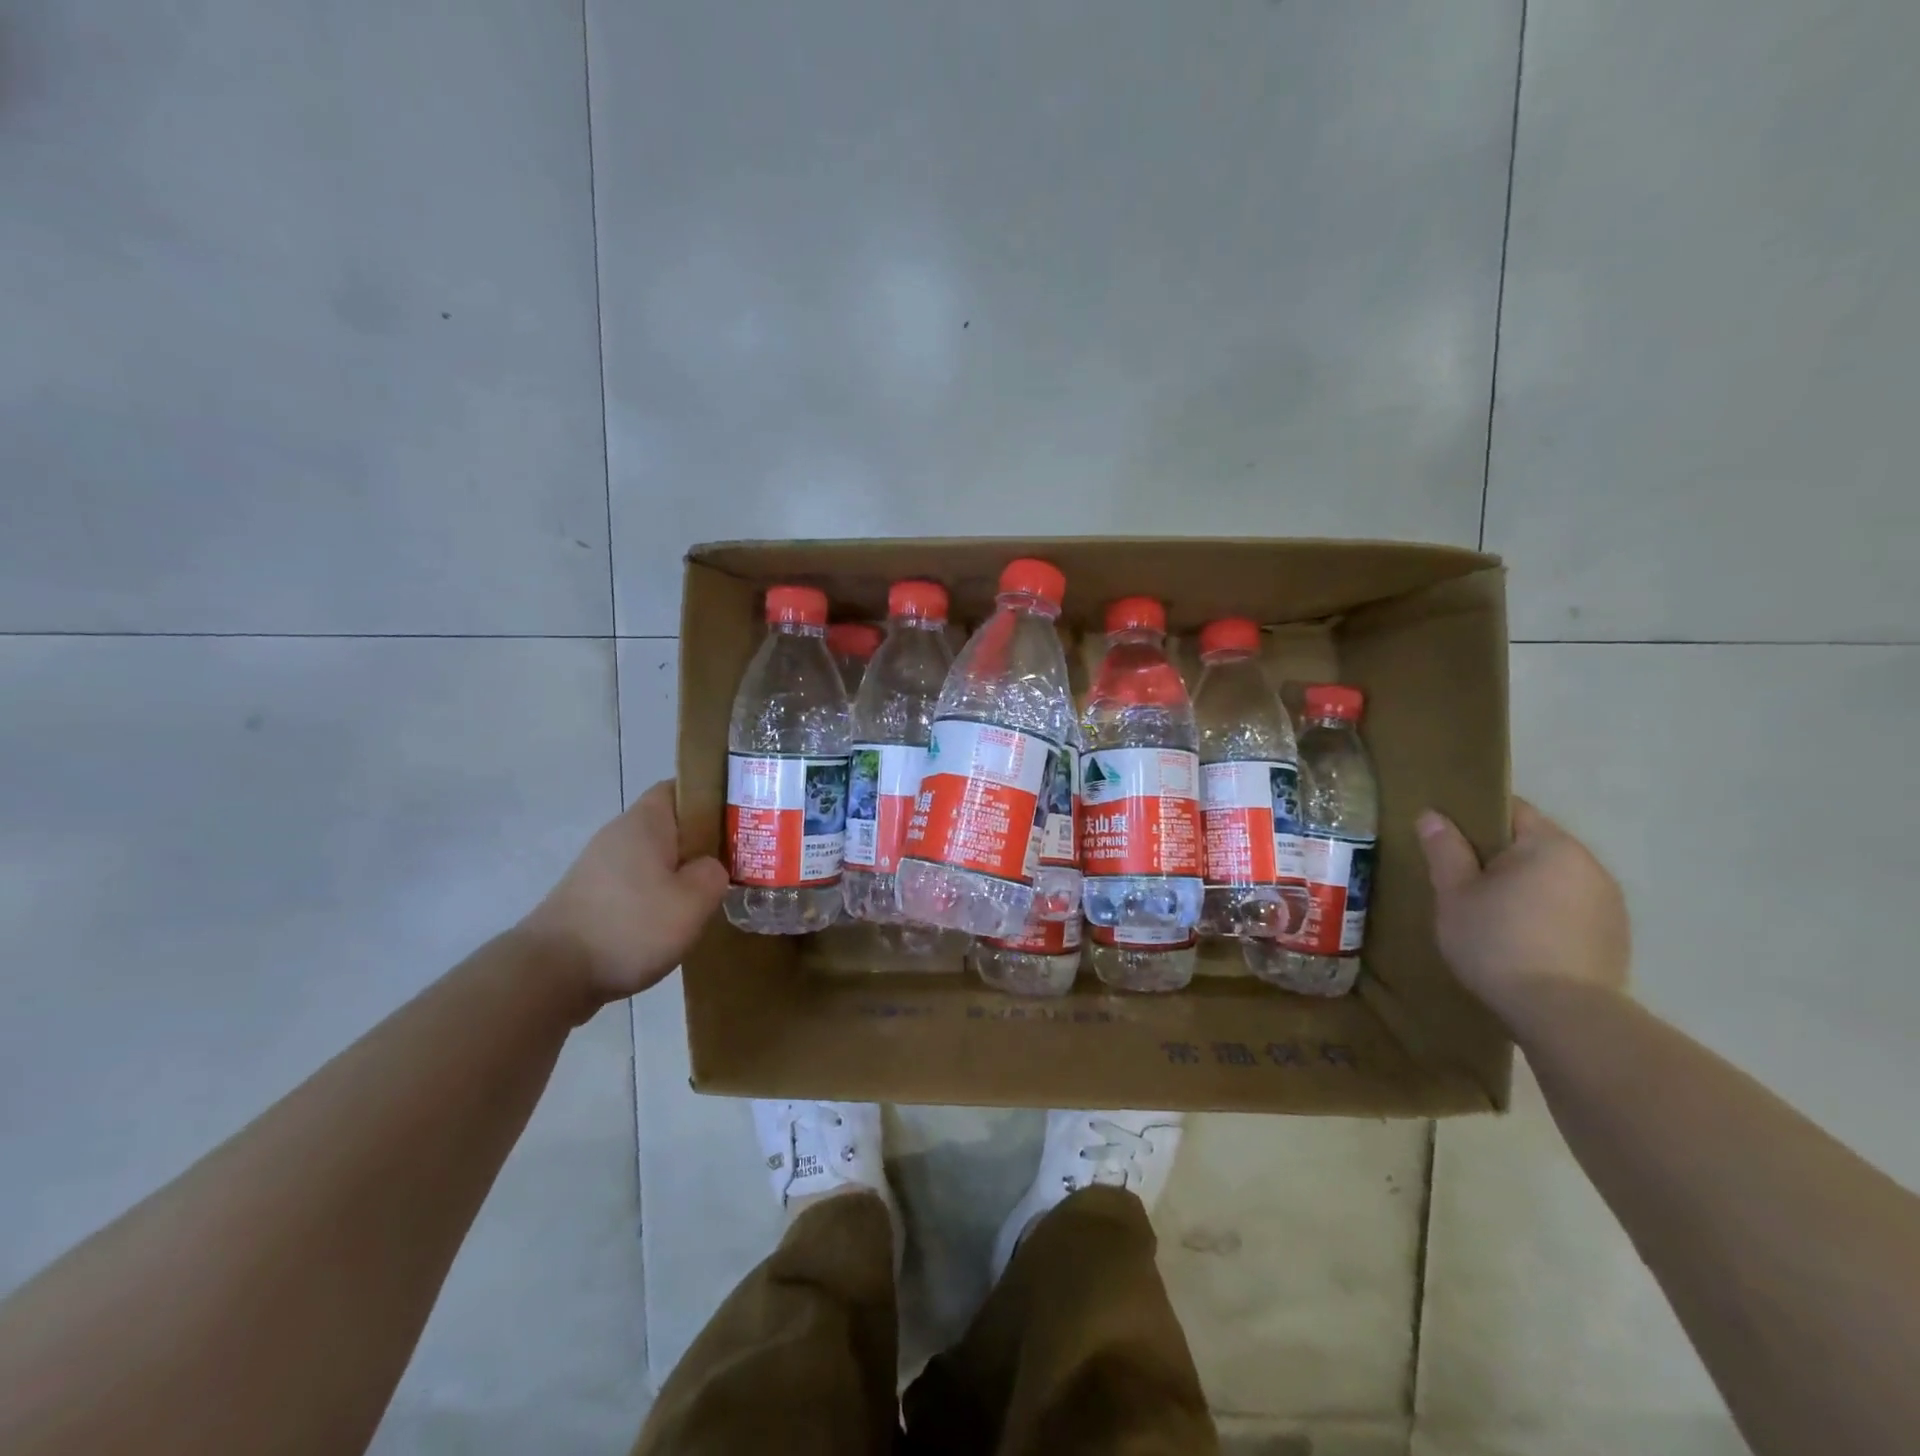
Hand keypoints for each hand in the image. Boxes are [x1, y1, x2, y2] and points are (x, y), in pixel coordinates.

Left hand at [521, 780, 728, 1004]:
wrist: (550, 975)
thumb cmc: (629, 926)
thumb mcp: (693, 901)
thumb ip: (714, 875)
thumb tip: (709, 869)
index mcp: (645, 823)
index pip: (681, 788)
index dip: (712, 798)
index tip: (739, 820)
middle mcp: (619, 836)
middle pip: (670, 826)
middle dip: (702, 843)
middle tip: (735, 863)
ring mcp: (600, 868)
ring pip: (654, 859)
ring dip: (680, 874)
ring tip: (708, 898)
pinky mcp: (590, 898)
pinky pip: (636, 885)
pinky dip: (656, 898)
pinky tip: (671, 924)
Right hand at [1416, 797, 1630, 1019]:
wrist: (1564, 1016)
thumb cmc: (1498, 944)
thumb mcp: (1455, 894)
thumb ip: (1445, 850)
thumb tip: (1432, 815)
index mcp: (1550, 845)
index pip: (1510, 809)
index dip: (1474, 817)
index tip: (1447, 838)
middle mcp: (1588, 864)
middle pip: (1534, 843)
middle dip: (1499, 855)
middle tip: (1461, 879)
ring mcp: (1609, 901)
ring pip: (1554, 877)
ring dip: (1525, 885)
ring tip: (1491, 913)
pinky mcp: (1615, 935)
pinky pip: (1571, 907)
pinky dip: (1546, 912)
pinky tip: (1522, 939)